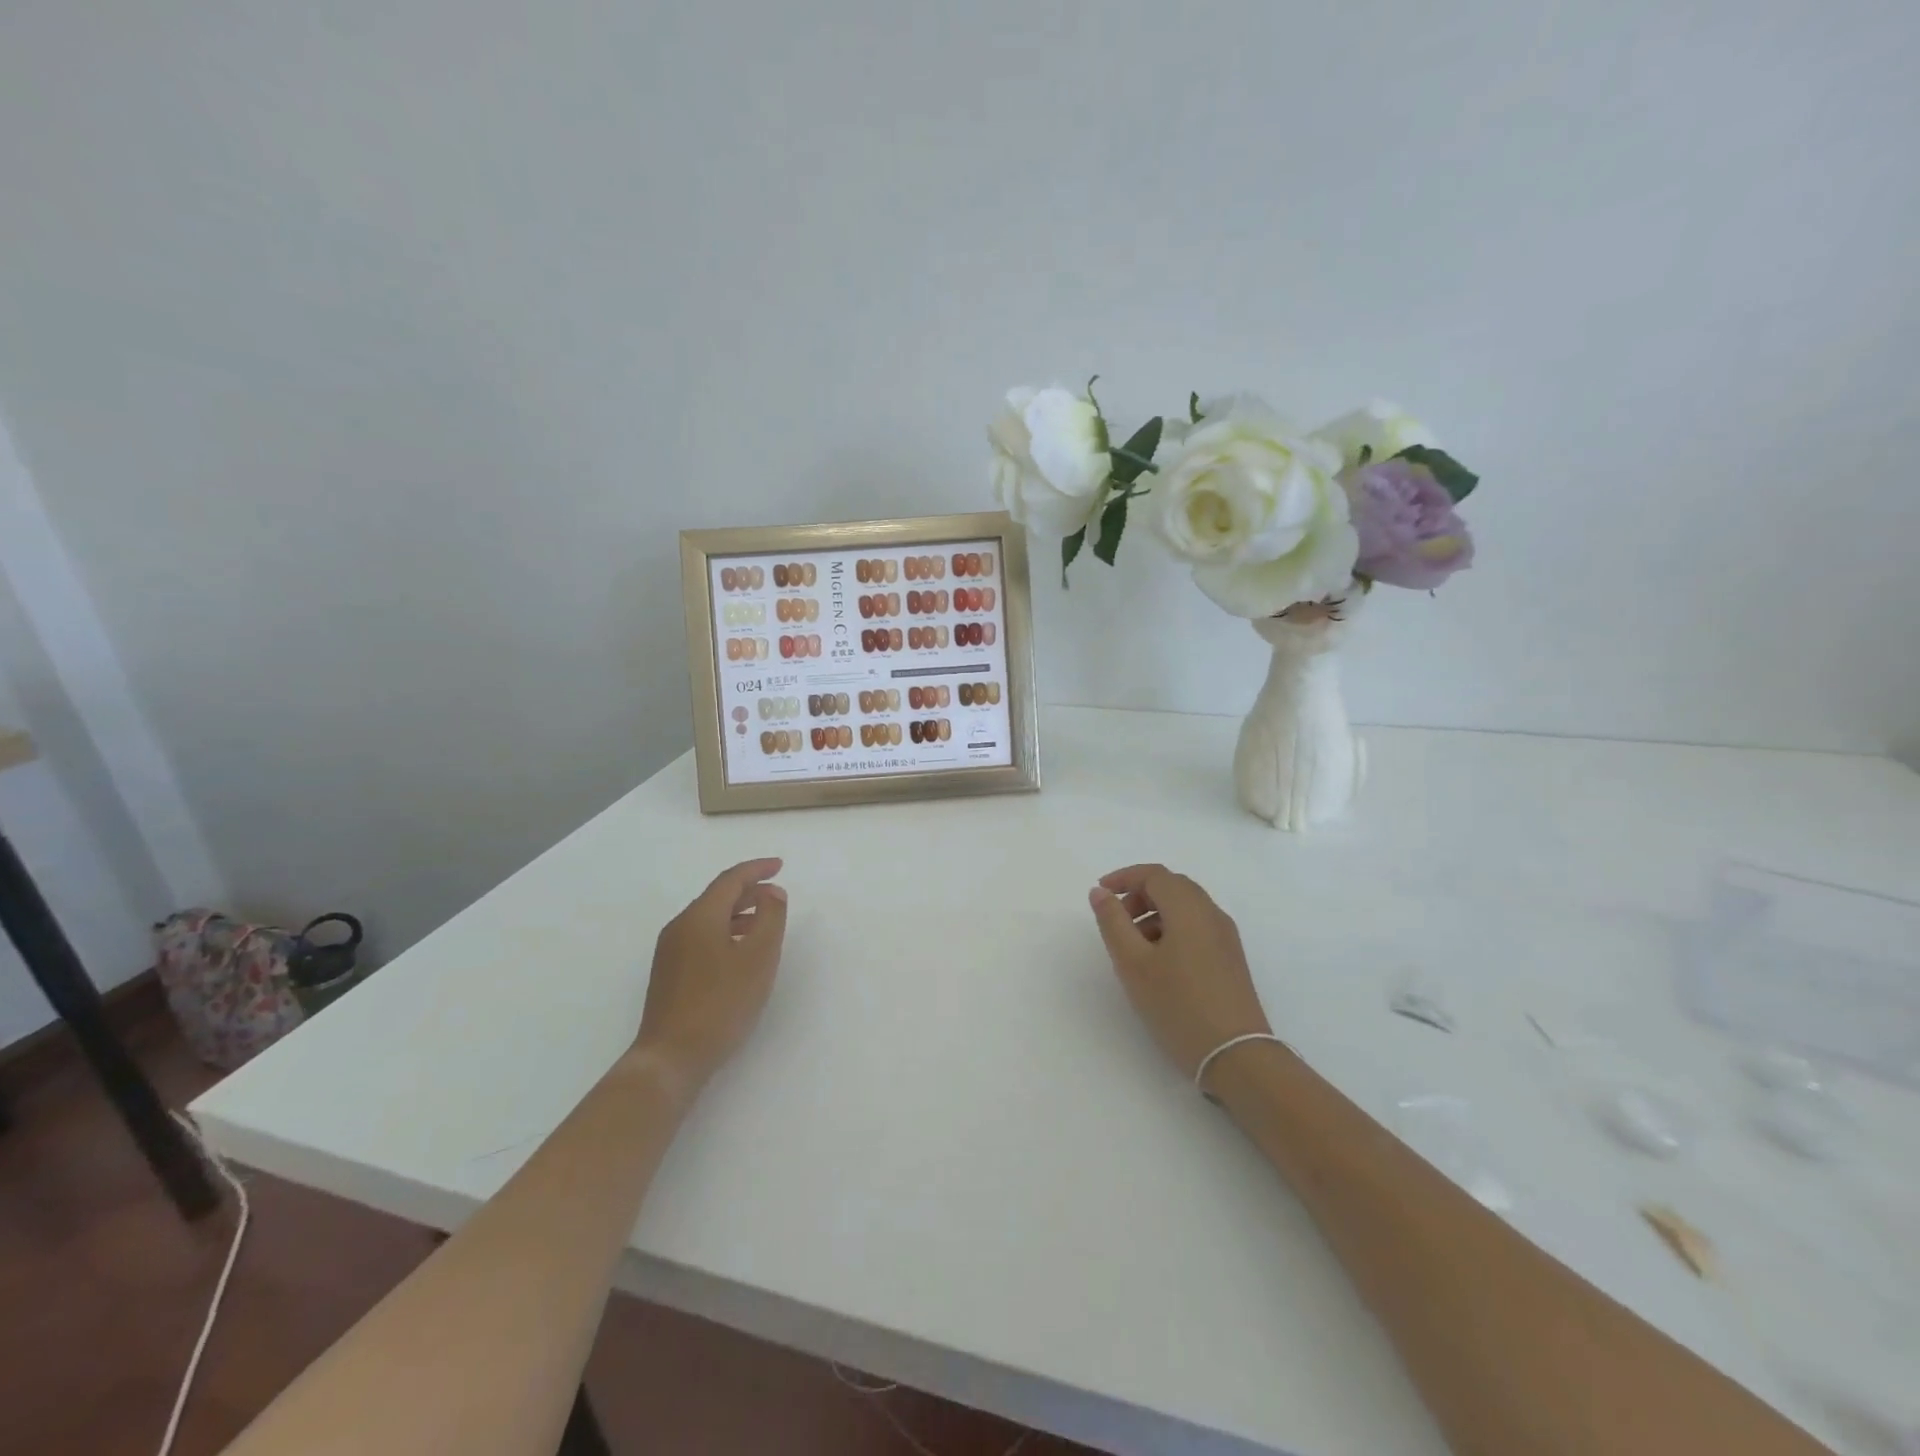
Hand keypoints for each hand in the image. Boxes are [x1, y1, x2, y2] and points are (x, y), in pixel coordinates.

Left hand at [632, 858, 787, 1095]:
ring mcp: (670, 951)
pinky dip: (725, 932)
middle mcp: (680, 927)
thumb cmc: (721, 1004)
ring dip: (738, 913)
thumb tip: (771, 892)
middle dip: (748, 890)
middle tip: (776, 893)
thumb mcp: (759, 958)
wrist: (671, 1057)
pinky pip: (701, 937)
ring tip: (764, 923)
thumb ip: (771, 918)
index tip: (780, 866)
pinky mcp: (669, 974)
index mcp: (700, 917)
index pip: (730, 880)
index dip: (757, 869)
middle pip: (717, 897)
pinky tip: (739, 953)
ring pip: (709, 918)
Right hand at [1089, 864, 1271, 1083]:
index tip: (1101, 894)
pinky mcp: (1231, 959)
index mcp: (1189, 908)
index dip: (1124, 877)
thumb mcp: (1133, 963)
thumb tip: (1100, 892)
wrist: (1237, 1056)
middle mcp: (1212, 914)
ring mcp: (1226, 937)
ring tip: (1133, 946)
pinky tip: (1159, 962)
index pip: (1154, 874)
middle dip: (1140, 895)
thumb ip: (1113, 922)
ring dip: (1155, 913)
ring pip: (1186, 907)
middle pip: (1172, 886)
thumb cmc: (1178, 1005)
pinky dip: (1172, 929)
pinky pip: (1197, 927)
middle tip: (1115, 919)